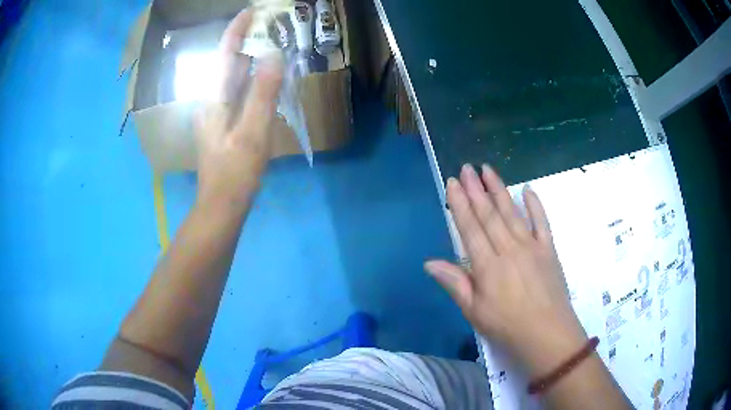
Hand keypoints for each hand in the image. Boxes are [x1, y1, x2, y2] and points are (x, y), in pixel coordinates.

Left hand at [196, 9, 282, 207]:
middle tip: (268, 27)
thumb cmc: (235, 173)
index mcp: (215, 99)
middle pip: (226, 63)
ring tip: (269, 45)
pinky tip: (264, 79)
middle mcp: (211, 101)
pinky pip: (237, 92)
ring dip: (248, 58)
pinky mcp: (223, 124)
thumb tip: (274, 56)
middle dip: (244, 41)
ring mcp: (216, 113)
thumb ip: (263, 94)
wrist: (221, 206)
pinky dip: (251, 78)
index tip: (251, 11)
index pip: (224, 55)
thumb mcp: (252, 133)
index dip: (236, 31)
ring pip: (231, 77)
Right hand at [425, 164, 587, 377]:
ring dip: (499, 189)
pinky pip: (542, 222)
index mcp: (488, 265)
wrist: (547, 333)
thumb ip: (455, 283)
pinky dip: (535, 205)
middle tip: (467, 167)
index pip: (470, 228)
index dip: (460, 204)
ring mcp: (531, 246)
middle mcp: (509, 249)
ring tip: (488, 170)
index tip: (452, 182)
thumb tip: (429, 262)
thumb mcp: (474, 311)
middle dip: (476, 189)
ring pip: (512, 212)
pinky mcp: (549, 250)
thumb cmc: (507, 326)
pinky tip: (528, 189)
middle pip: (489, 214)